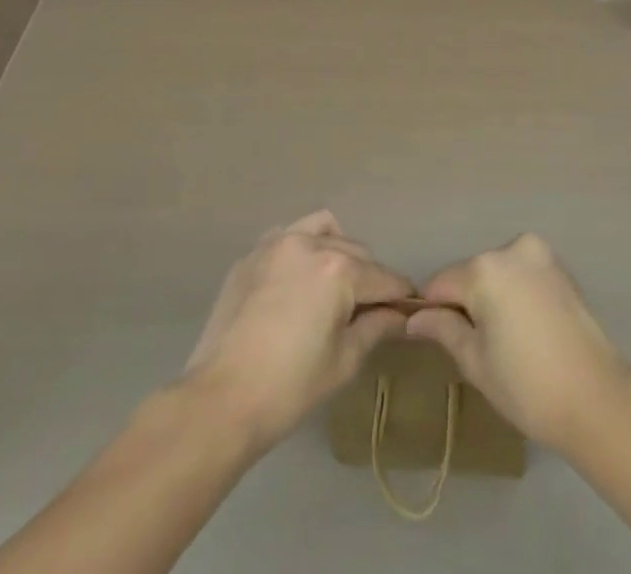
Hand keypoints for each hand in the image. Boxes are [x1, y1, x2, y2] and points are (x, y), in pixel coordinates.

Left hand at [183, 211, 413, 449]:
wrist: (219, 400)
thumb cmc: (289, 388)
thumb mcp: (343, 362)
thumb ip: (376, 328)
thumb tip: (400, 315)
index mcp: (339, 269)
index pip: (384, 277)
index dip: (401, 295)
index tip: (410, 308)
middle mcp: (311, 243)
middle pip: (356, 252)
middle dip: (368, 277)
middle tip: (367, 310)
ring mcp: (277, 243)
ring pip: (324, 230)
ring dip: (337, 251)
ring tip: (333, 285)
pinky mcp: (251, 254)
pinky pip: (289, 237)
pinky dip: (303, 250)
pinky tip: (297, 283)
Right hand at [406, 233, 630, 451]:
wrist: (598, 397)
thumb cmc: (528, 386)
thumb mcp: (475, 362)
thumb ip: (443, 329)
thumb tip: (414, 318)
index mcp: (485, 268)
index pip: (441, 284)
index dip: (433, 312)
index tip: (436, 340)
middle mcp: (511, 249)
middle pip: (470, 274)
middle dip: (466, 302)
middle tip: (476, 348)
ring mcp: (540, 254)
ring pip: (497, 272)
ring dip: (492, 297)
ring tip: (505, 342)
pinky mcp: (560, 267)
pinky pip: (522, 274)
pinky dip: (516, 294)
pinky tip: (527, 330)